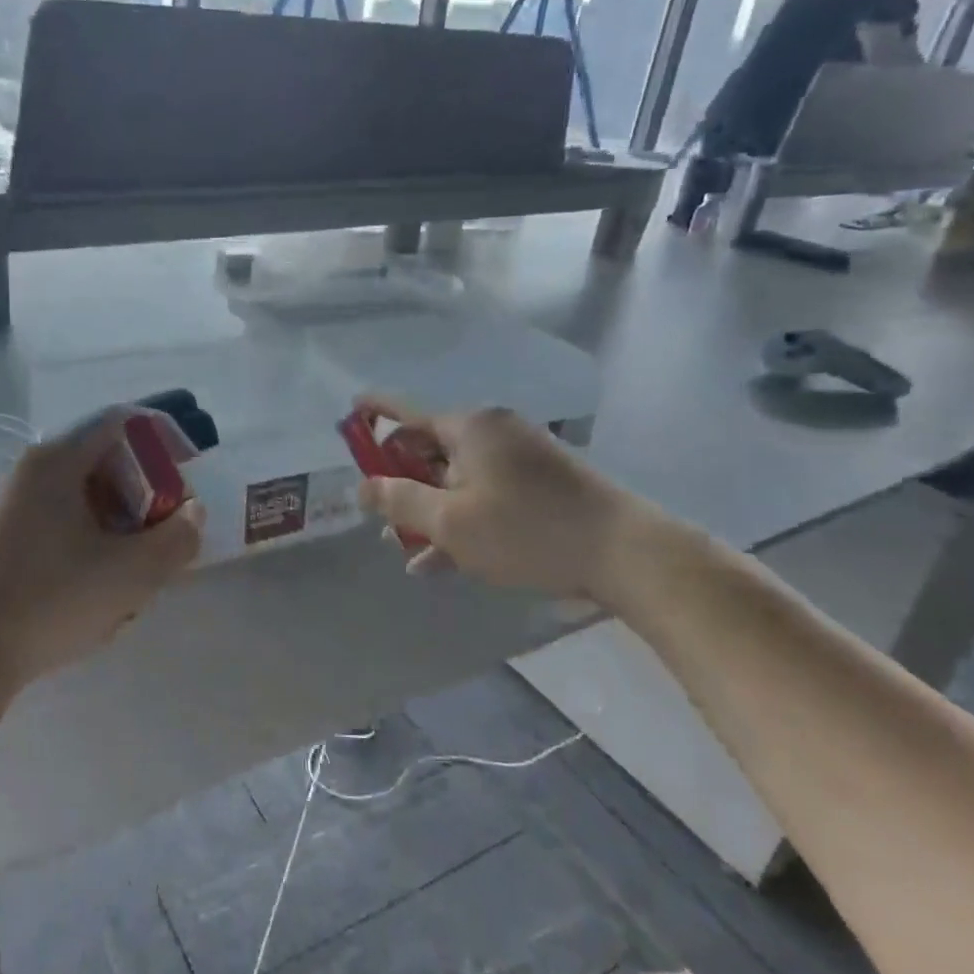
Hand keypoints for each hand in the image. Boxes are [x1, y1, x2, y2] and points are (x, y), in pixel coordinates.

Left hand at [0, 411, 203, 687]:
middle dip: (146, 487)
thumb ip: (178, 537)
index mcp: (57, 460)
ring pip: (85, 492)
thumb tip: (192, 512)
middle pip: (104, 457)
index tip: (190, 467)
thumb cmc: (54, 601)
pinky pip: (62, 517)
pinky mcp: (4, 536)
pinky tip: (100, 580)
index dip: (163, 436)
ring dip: (122, 516)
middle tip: (168, 524)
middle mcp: (30, 470)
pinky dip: (93, 534)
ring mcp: (12, 503)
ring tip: (139, 561)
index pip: (122, 421)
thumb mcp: (134, 572)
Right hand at [352, 396, 649, 604]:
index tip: (350, 411)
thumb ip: (399, 501)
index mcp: (468, 428)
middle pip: (431, 450)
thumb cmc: (526, 530)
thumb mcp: (451, 521)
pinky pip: (486, 494)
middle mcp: (492, 432)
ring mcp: (519, 457)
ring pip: (458, 479)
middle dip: (402, 483)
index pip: (407, 413)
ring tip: (405, 550)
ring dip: (430, 511)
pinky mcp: (540, 484)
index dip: (375, 414)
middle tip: (380, 516)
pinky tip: (440, 562)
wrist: (624, 552)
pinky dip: (463, 520)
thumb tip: (363, 487)